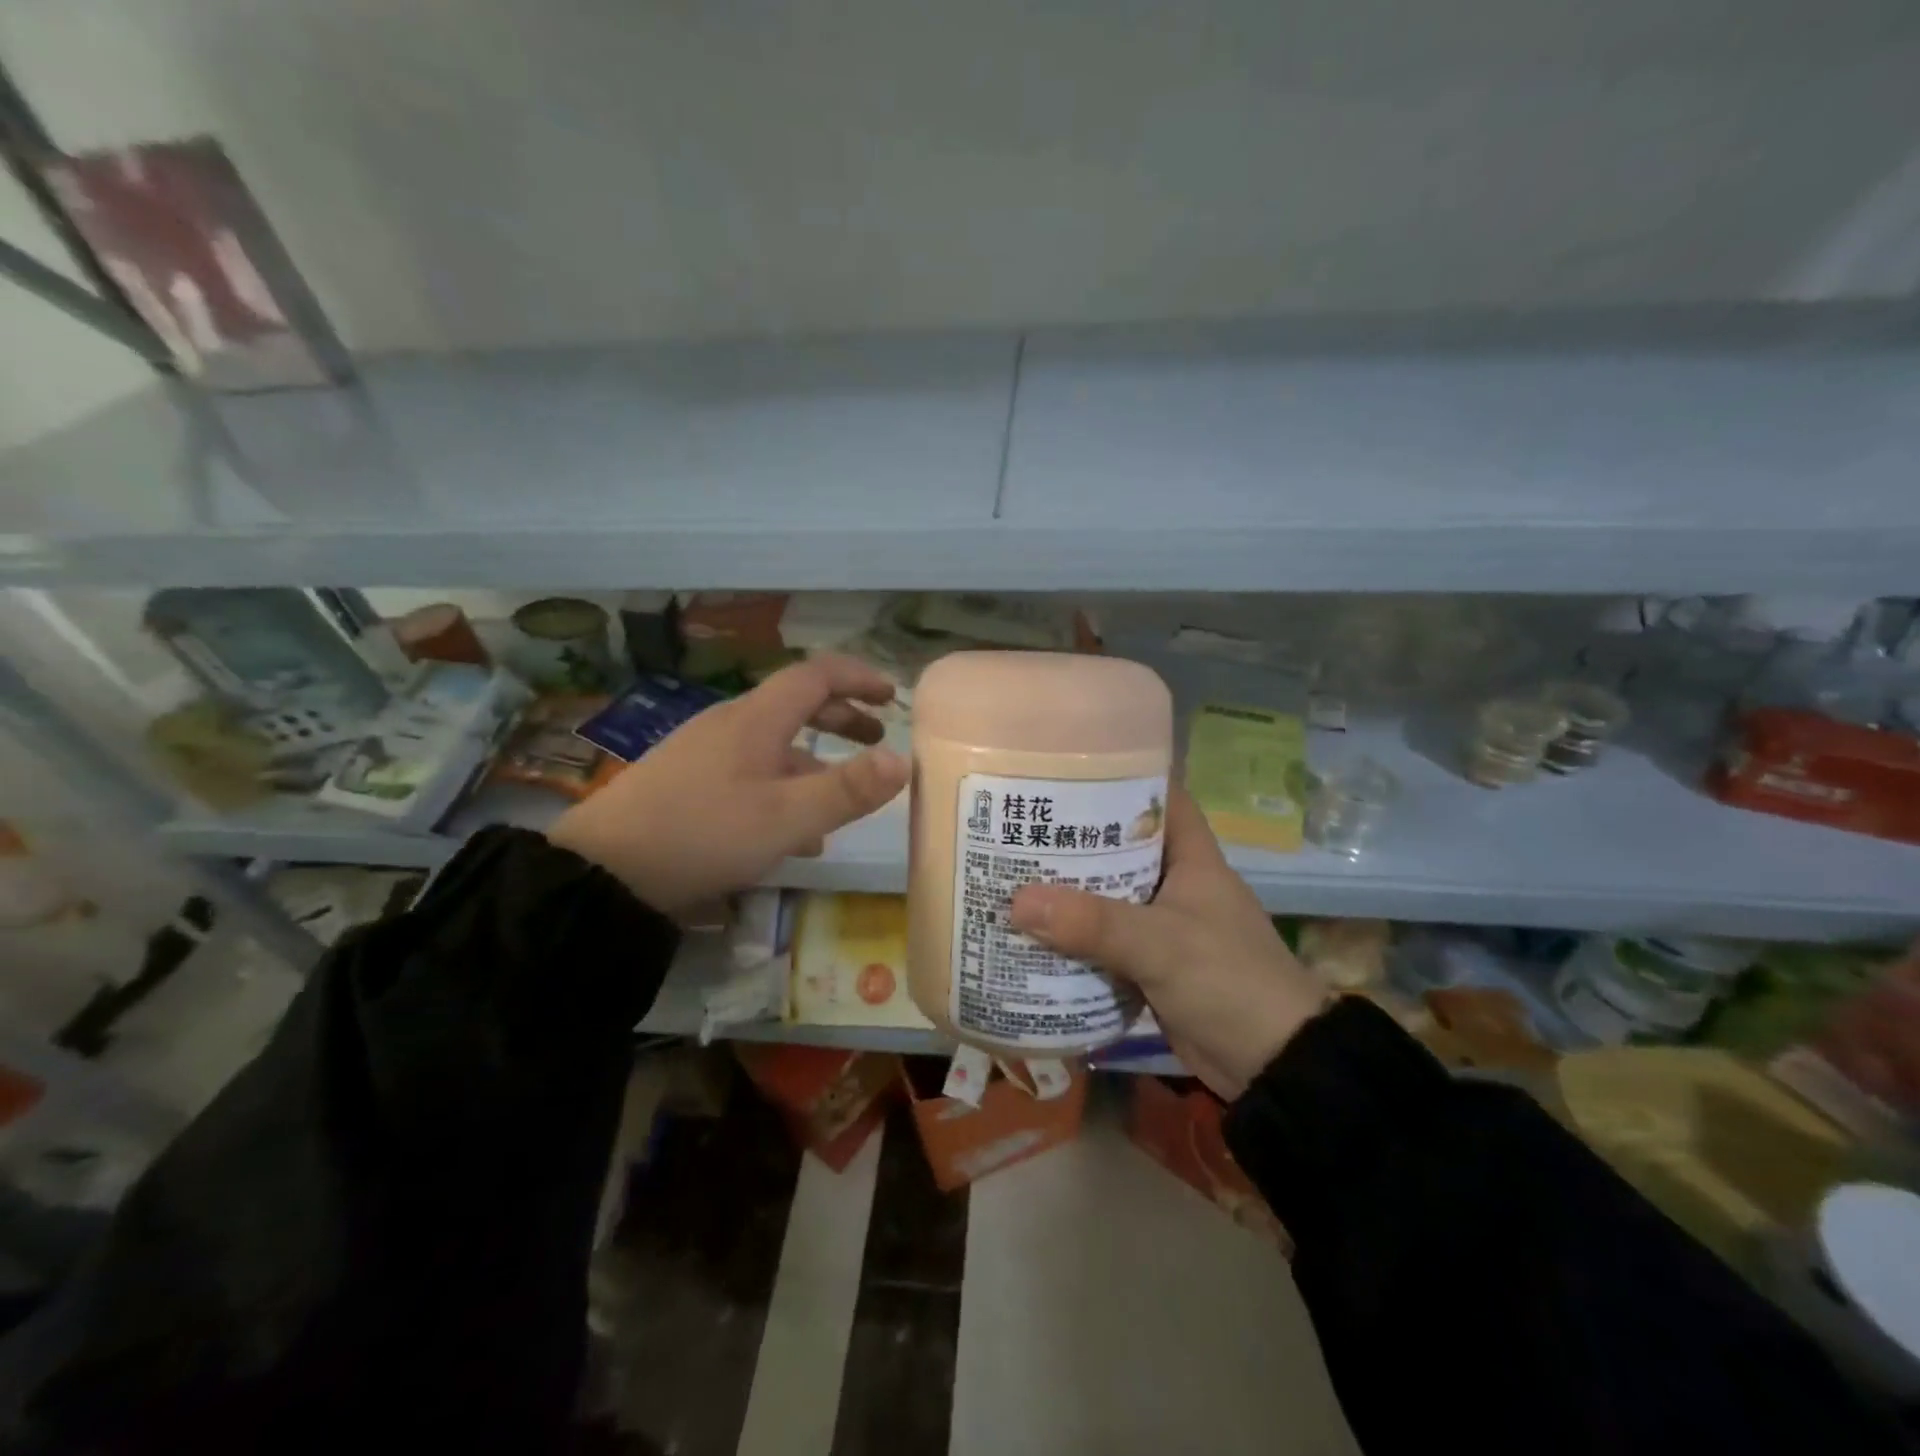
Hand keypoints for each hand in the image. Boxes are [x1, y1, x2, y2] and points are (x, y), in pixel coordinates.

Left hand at [548, 655, 909, 916]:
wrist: (605, 870)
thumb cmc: (704, 833)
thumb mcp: (787, 817)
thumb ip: (848, 789)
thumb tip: (902, 760)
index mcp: (756, 719)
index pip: (816, 675)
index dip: (858, 677)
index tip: (892, 695)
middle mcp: (730, 725)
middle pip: (795, 705)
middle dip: (841, 717)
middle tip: (876, 736)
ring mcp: (705, 753)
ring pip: (774, 745)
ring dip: (814, 761)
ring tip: (842, 799)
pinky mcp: (688, 783)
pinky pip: (750, 772)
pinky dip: (783, 788)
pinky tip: (792, 835)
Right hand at [1009, 787, 1327, 1100]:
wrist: (1273, 1068)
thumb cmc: (1228, 982)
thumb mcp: (1161, 945)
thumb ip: (1093, 924)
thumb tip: (1017, 902)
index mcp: (1193, 859)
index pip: (1159, 798)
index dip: (1120, 778)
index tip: (1067, 770)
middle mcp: (1176, 884)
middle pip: (1120, 847)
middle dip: (1074, 837)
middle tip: (1020, 823)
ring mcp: (1163, 926)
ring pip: (1107, 896)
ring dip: (1067, 891)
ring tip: (1011, 871)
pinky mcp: (1151, 966)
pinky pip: (1104, 941)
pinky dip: (1073, 937)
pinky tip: (1031, 932)